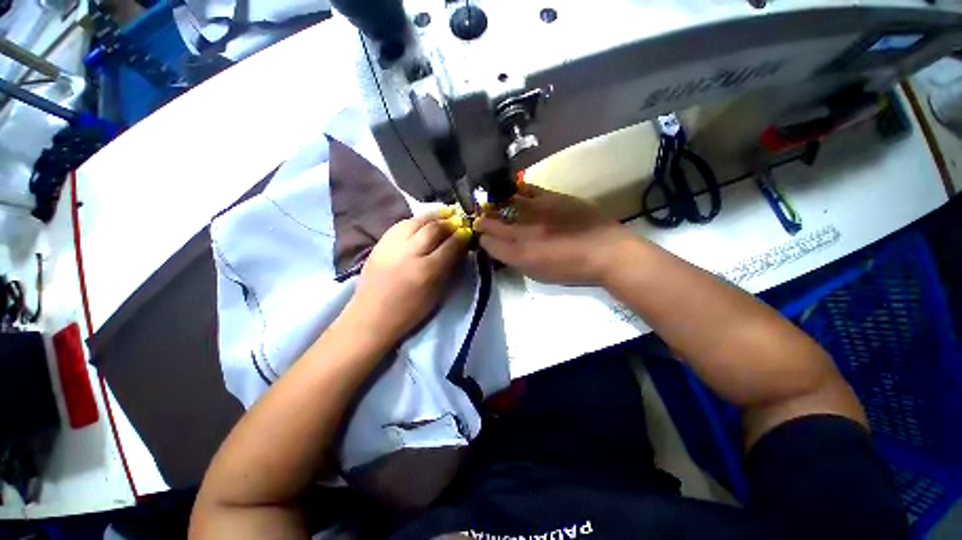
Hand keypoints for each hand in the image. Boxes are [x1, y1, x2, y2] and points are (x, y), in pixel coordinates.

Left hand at [343, 210, 470, 340]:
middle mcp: (410, 253)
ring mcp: (392, 246)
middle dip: (449, 222)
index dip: (462, 236)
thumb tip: (458, 248)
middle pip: (433, 229)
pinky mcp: (380, 243)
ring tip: (443, 213)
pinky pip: (401, 224)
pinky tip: (422, 221)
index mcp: (427, 271)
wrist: (371, 316)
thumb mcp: (436, 293)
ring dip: (433, 215)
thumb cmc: (409, 311)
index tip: (468, 231)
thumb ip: (448, 268)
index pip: (450, 245)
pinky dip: (416, 220)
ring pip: (416, 221)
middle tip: (457, 219)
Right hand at [474, 184, 633, 284]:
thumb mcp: (539, 274)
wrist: (605, 251)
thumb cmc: (571, 270)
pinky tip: (513, 192)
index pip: (488, 243)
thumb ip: (516, 260)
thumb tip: (502, 248)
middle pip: (490, 223)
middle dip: (482, 222)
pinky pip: (525, 189)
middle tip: (482, 220)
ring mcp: (534, 211)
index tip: (484, 237)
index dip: (483, 240)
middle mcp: (521, 232)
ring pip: (503, 204)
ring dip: (494, 205)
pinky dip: (515, 191)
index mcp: (519, 255)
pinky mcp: (549, 197)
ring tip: (493, 204)